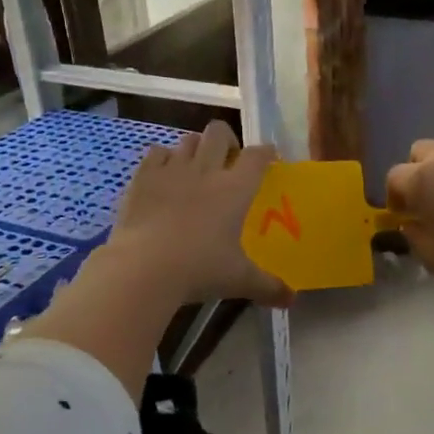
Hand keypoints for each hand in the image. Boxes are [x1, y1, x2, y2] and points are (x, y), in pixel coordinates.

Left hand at [107, 121, 292, 307]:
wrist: (143, 267)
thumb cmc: (199, 269)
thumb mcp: (239, 280)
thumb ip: (268, 286)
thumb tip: (291, 300)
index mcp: (235, 189)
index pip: (257, 157)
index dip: (266, 152)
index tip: (269, 156)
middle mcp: (205, 170)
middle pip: (219, 133)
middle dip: (228, 140)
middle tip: (229, 160)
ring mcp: (171, 170)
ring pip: (188, 140)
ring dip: (196, 148)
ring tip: (196, 167)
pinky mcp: (142, 177)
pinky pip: (157, 153)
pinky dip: (164, 159)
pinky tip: (164, 175)